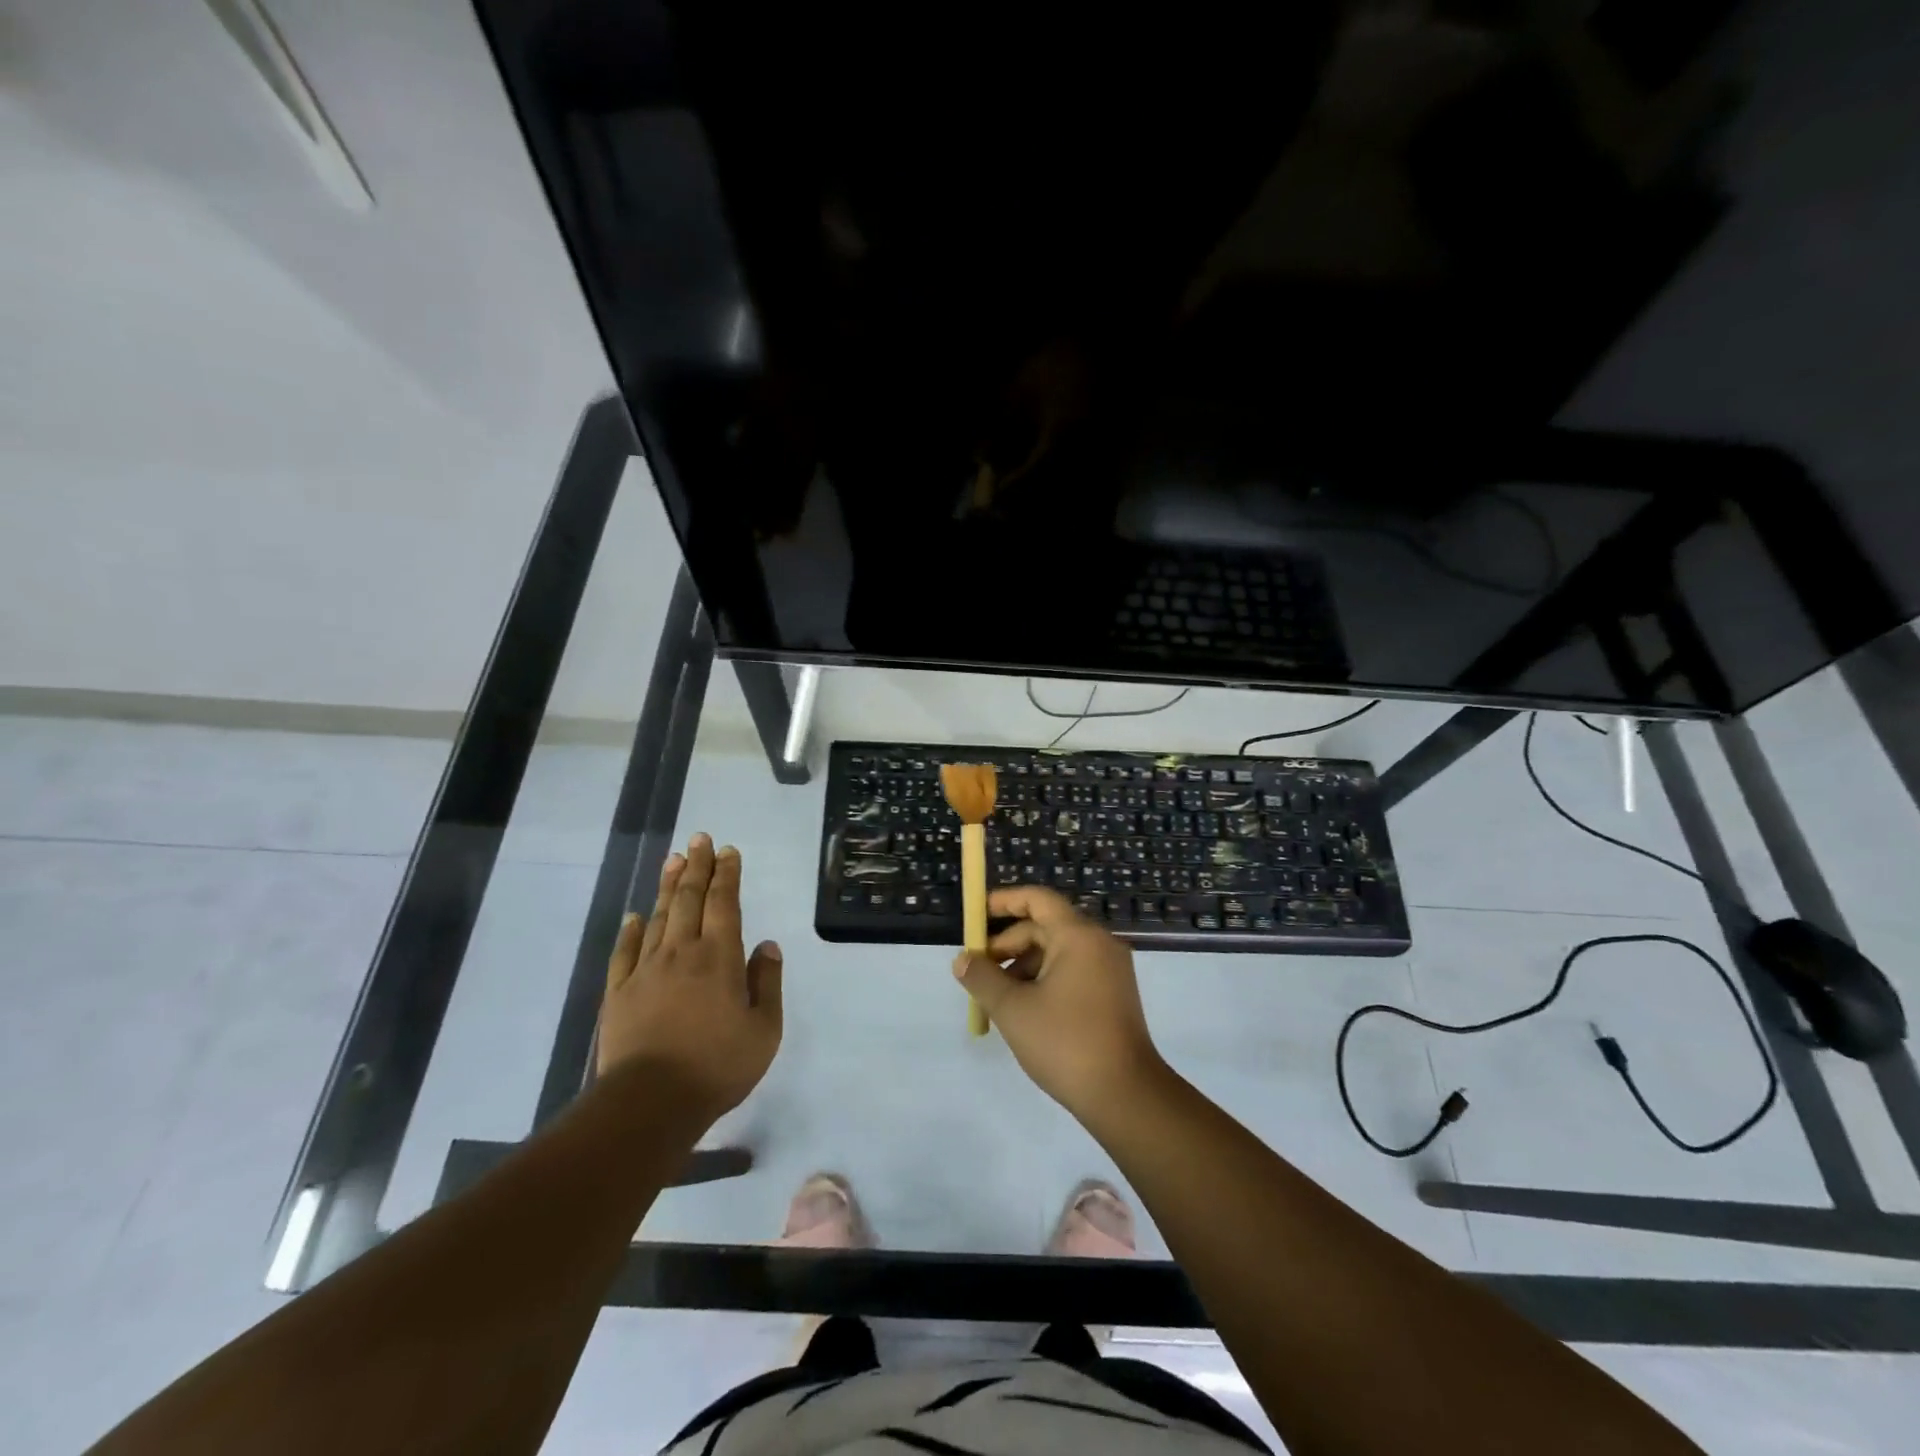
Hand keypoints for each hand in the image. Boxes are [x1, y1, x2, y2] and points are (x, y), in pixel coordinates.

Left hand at [599, 833, 782, 1122]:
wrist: (650, 1103)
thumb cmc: (717, 1066)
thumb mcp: (764, 1030)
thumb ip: (767, 982)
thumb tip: (767, 945)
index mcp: (720, 957)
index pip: (724, 903)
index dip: (727, 874)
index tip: (728, 851)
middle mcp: (682, 952)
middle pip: (689, 899)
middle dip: (697, 866)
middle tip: (699, 838)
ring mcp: (645, 970)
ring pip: (658, 917)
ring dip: (667, 886)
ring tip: (673, 859)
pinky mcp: (619, 992)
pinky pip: (624, 952)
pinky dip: (631, 930)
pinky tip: (635, 916)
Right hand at [954, 886, 1164, 1117]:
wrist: (1126, 1096)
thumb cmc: (1065, 1043)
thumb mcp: (1013, 1009)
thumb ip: (983, 978)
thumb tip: (962, 959)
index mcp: (1078, 936)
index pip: (1038, 899)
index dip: (1005, 901)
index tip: (977, 914)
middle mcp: (1099, 944)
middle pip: (1046, 926)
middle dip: (1009, 944)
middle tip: (979, 970)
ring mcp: (1111, 970)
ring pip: (1058, 952)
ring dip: (1024, 966)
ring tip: (997, 997)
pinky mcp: (1114, 995)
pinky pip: (1073, 971)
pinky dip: (1045, 980)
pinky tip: (1025, 1010)